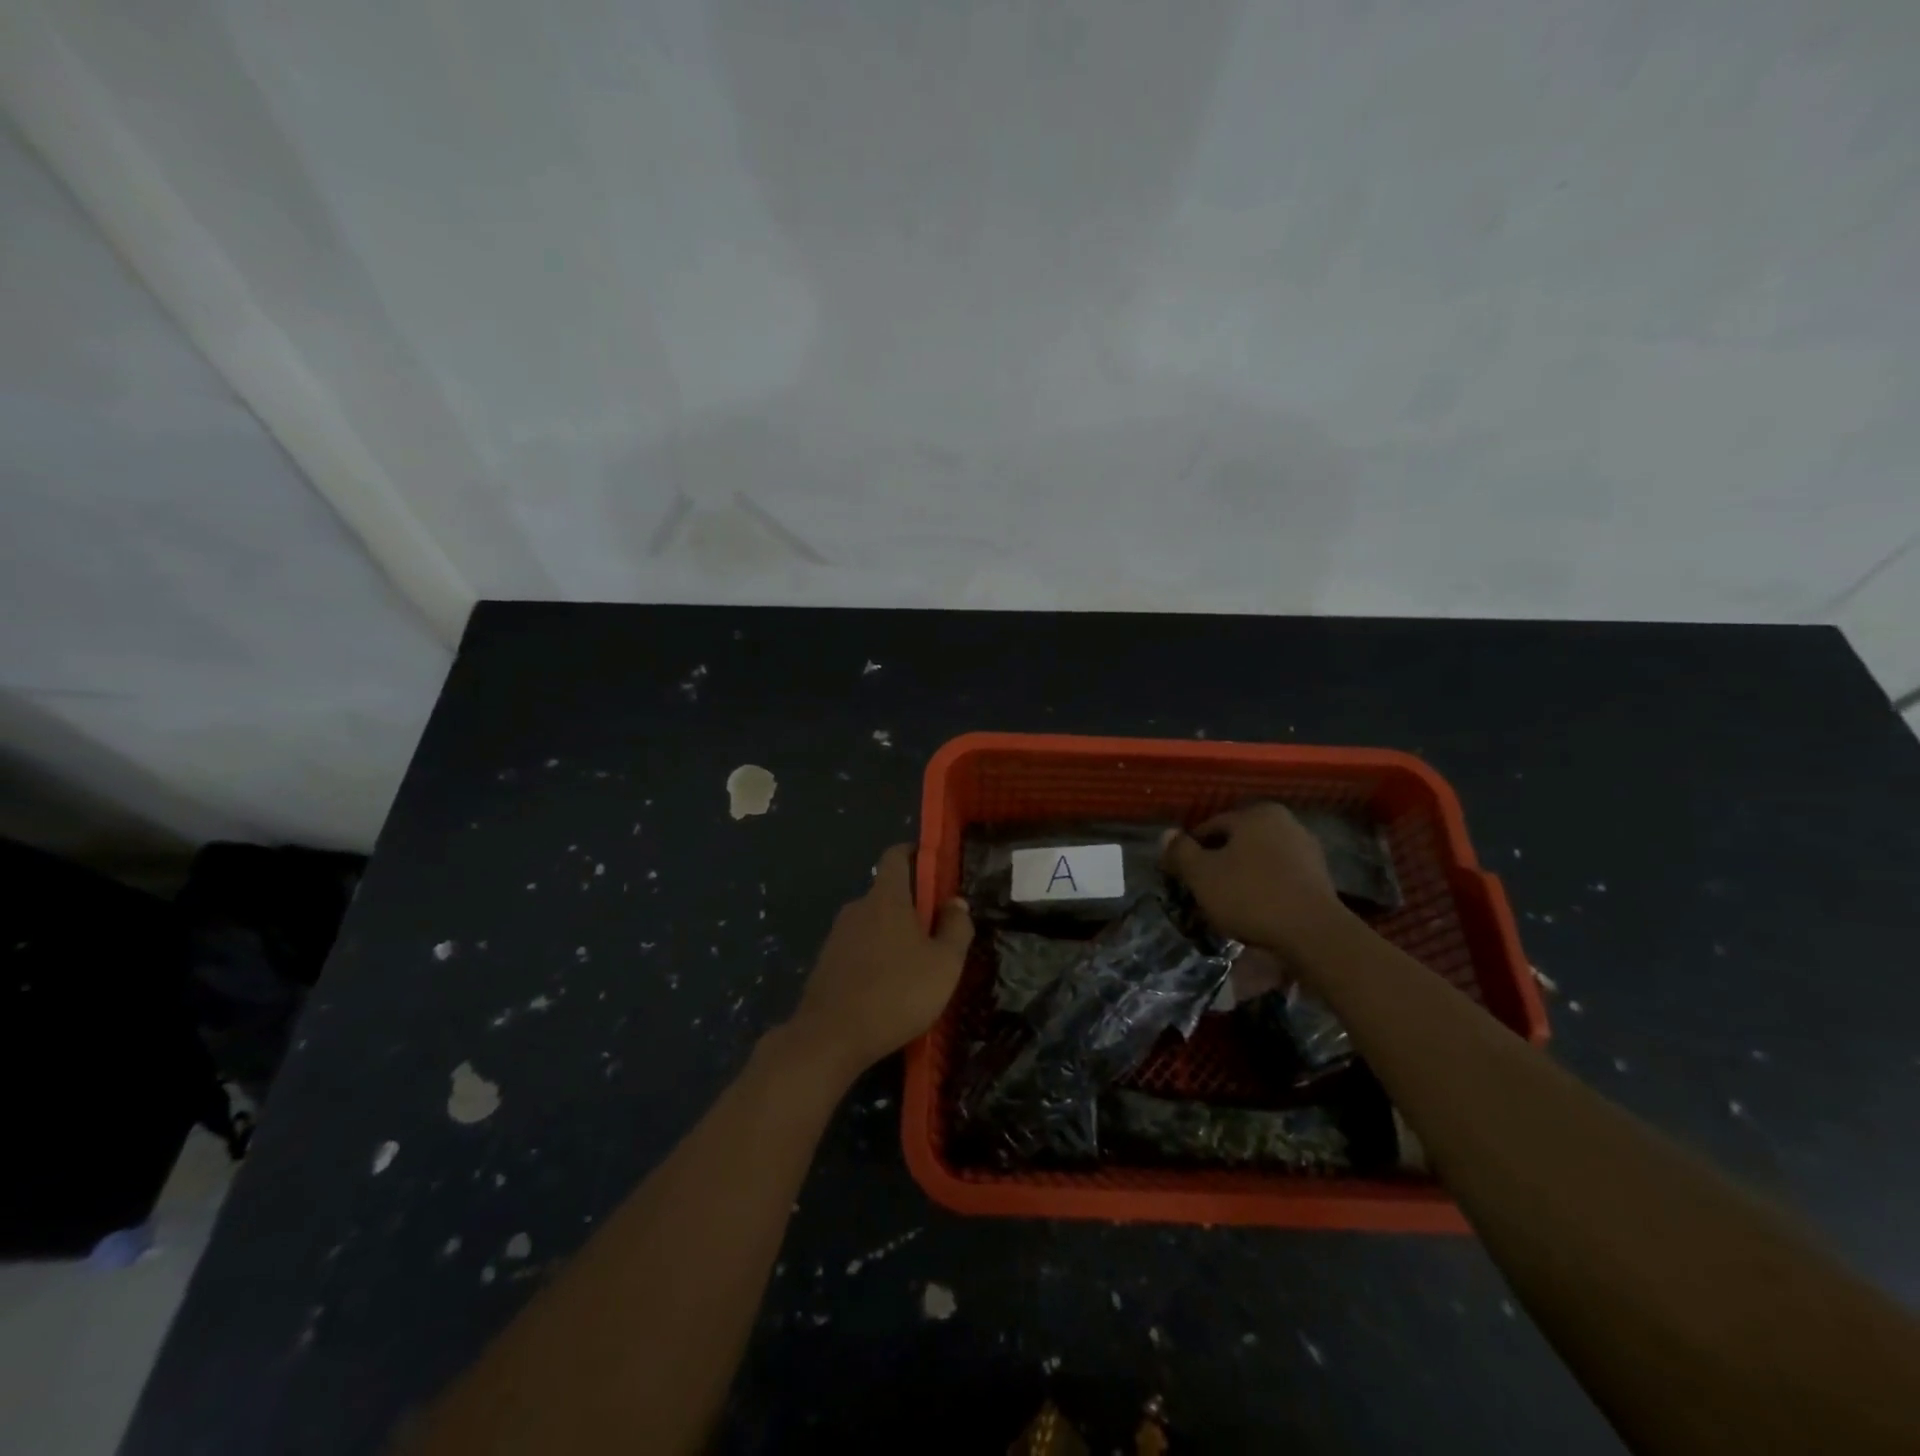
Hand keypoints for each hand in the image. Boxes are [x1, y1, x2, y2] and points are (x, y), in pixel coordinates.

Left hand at [786, 844, 973, 1077]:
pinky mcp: (825, 963)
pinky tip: (888, 989)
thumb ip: (956, 928)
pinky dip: (875, 958)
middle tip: (936, 934)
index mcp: (886, 898)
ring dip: (893, 935)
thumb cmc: (897, 993)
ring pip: (872, 923)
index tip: (934, 867)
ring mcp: (837, 935)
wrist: (830, 1037)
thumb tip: (956, 902)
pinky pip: (858, 948)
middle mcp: (857, 907)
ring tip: (915, 968)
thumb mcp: (944, 964)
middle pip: (887, 893)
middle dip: (912, 906)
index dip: (915, 854)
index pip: (896, 856)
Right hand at [1161, 803, 1346, 954]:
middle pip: (1236, 844)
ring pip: (1258, 863)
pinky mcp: (1320, 880)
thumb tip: (1166, 834)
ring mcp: (1307, 851)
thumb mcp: (1201, 874)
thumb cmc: (1251, 896)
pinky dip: (1264, 892)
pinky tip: (1255, 915)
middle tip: (1202, 895)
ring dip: (1240, 880)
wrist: (1314, 935)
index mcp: (1256, 813)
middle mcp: (1285, 823)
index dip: (1189, 854)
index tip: (1181, 879)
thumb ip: (1180, 851)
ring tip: (1226, 909)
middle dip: (1217, 866)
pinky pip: (1279, 880)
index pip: (1209, 828)